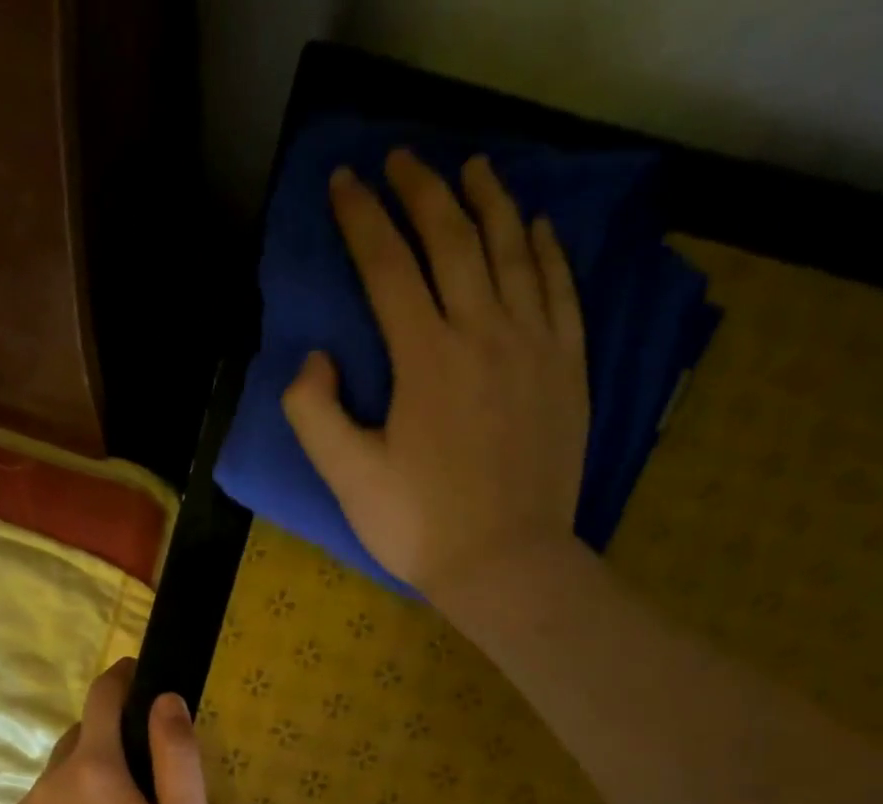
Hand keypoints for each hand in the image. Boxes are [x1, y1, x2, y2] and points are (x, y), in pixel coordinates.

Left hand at [0, 659, 211, 803]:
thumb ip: (177, 752)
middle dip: (106, 741)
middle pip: (78, 738)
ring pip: (57, 777)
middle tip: (138, 778)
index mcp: (94, 767)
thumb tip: (164, 699)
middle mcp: (49, 780)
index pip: (102, 699)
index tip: (135, 673)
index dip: (120, 679)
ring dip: (82, 780)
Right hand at [282, 148, 590, 600]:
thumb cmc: (419, 527)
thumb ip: (315, 413)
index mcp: (425, 358)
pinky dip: (548, 250)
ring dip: (490, 201)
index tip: (344, 182)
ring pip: (514, 251)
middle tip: (402, 159)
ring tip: (473, 168)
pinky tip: (538, 227)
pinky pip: (562, 290)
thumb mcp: (347, 478)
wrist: (505, 564)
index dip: (362, 218)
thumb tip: (316, 358)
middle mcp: (483, 332)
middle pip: (453, 239)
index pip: (388, 266)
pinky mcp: (567, 369)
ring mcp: (534, 347)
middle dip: (422, 190)